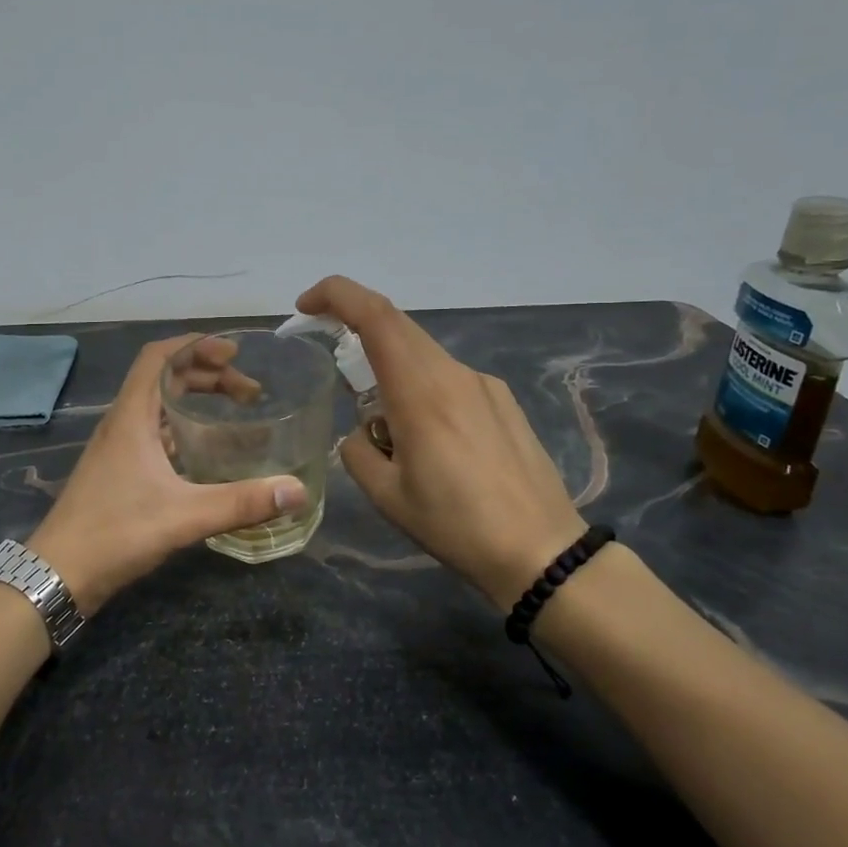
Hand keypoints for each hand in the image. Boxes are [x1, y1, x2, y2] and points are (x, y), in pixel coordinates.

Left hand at [27, 335, 307, 610]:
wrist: (58, 574)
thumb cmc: (115, 534)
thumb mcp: (184, 516)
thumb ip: (241, 503)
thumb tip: (296, 491)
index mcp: (132, 417)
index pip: (159, 357)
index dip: (195, 345)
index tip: (233, 352)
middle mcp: (122, 424)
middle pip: (163, 378)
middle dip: (207, 374)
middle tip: (248, 392)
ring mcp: (117, 448)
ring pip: (158, 405)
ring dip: (194, 398)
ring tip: (234, 410)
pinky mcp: (117, 471)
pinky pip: (154, 431)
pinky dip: (182, 427)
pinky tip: (205, 449)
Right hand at [296, 276, 586, 608]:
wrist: (541, 551)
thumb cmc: (457, 525)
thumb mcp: (388, 497)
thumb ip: (358, 452)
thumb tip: (362, 434)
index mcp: (420, 392)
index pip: (375, 316)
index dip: (336, 295)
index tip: (306, 306)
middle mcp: (453, 374)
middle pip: (397, 326)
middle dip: (356, 328)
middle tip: (332, 360)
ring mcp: (483, 384)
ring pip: (423, 355)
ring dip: (391, 371)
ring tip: (388, 432)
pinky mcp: (502, 401)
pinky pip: (449, 378)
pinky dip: (422, 390)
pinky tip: (432, 443)